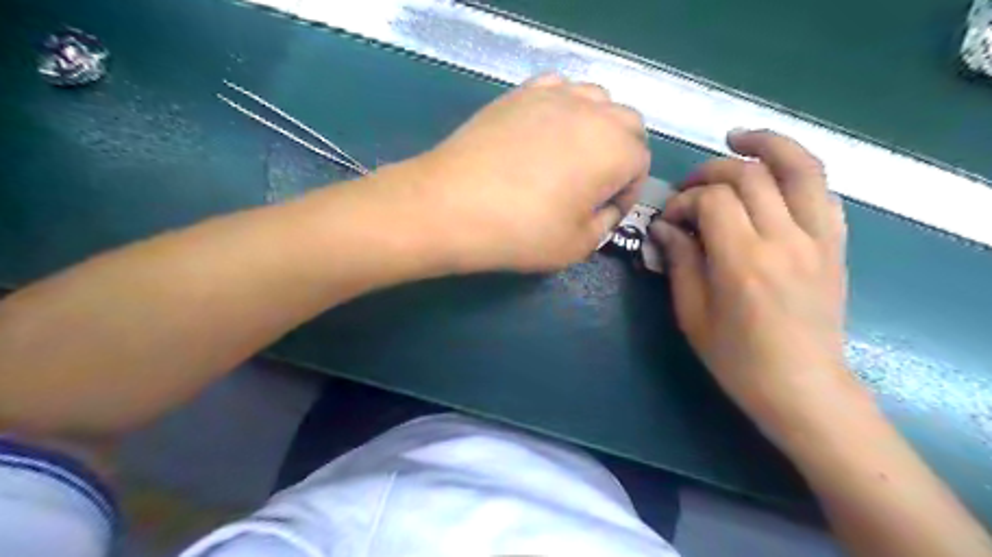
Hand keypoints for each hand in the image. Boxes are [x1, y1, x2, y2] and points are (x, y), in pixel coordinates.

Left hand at [404, 74, 647, 273]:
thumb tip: (604, 208)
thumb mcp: (576, 246)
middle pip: (627, 124)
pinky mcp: (519, 93)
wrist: (450, 207)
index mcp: (615, 150)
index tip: (604, 212)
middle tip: (594, 185)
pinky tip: (543, 133)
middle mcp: (592, 112)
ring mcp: (553, 95)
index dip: (627, 192)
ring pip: (596, 100)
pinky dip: (563, 107)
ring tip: (571, 157)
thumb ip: (604, 224)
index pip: (640, 163)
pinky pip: (558, 89)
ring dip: (596, 127)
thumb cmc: (520, 232)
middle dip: (620, 154)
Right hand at [653, 129, 852, 441]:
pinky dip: (797, 170)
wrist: (803, 387)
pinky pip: (823, 190)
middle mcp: (786, 241)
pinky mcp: (836, 245)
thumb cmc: (738, 360)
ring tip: (738, 138)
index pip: (713, 201)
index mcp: (743, 263)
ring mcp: (819, 239)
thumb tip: (665, 227)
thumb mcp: (693, 315)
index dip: (685, 200)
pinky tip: (773, 173)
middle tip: (690, 187)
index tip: (669, 217)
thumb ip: (680, 262)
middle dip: (712, 171)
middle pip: (750, 175)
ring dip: (766, 144)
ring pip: (800, 167)